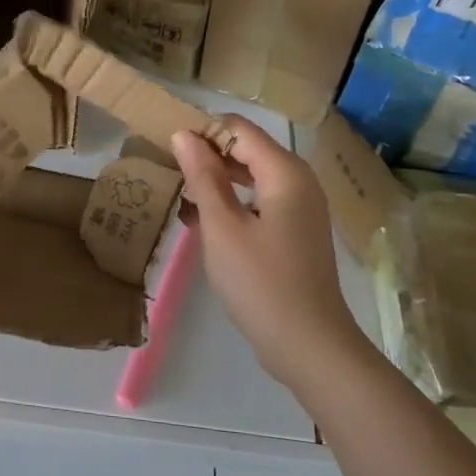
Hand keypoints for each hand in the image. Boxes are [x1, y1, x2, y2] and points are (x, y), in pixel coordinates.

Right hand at [171, 116, 363, 388]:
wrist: (310, 346)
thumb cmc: (261, 283)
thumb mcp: (222, 227)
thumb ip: (203, 177)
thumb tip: (184, 135)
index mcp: (285, 172)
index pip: (238, 129)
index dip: (202, 130)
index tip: (166, 146)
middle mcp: (298, 181)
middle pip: (246, 149)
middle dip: (206, 156)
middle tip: (166, 170)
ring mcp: (300, 208)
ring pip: (250, 176)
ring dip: (215, 181)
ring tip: (178, 196)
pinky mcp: (295, 231)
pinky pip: (258, 201)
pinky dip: (231, 203)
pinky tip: (201, 222)